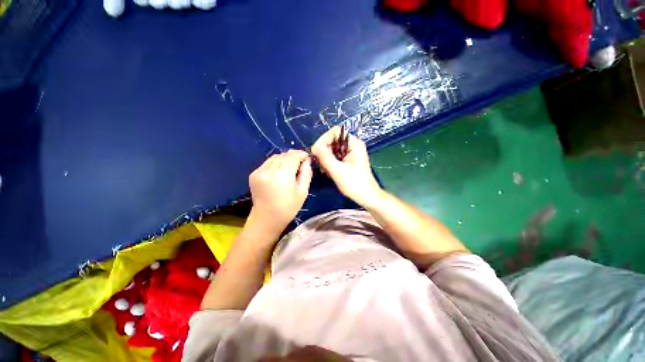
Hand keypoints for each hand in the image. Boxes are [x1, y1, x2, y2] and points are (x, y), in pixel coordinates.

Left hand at [248, 150, 312, 235]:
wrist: (266, 219)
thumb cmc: (288, 208)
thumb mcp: (303, 192)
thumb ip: (306, 174)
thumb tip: (306, 161)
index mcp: (283, 174)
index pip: (293, 156)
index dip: (301, 154)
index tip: (307, 158)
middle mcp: (269, 169)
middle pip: (284, 155)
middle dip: (294, 156)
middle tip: (301, 163)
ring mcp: (259, 171)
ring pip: (275, 157)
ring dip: (284, 159)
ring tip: (291, 166)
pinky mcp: (254, 174)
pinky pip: (268, 163)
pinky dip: (276, 163)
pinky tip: (280, 172)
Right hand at [311, 126, 381, 207]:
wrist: (366, 196)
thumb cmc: (354, 184)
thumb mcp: (337, 170)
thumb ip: (325, 156)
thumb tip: (314, 146)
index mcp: (354, 143)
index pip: (335, 131)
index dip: (324, 139)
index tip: (316, 152)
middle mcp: (352, 145)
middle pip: (332, 140)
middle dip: (324, 151)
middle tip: (321, 164)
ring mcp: (350, 153)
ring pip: (332, 149)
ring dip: (325, 158)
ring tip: (325, 170)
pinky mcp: (347, 160)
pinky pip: (334, 156)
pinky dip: (329, 163)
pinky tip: (328, 172)